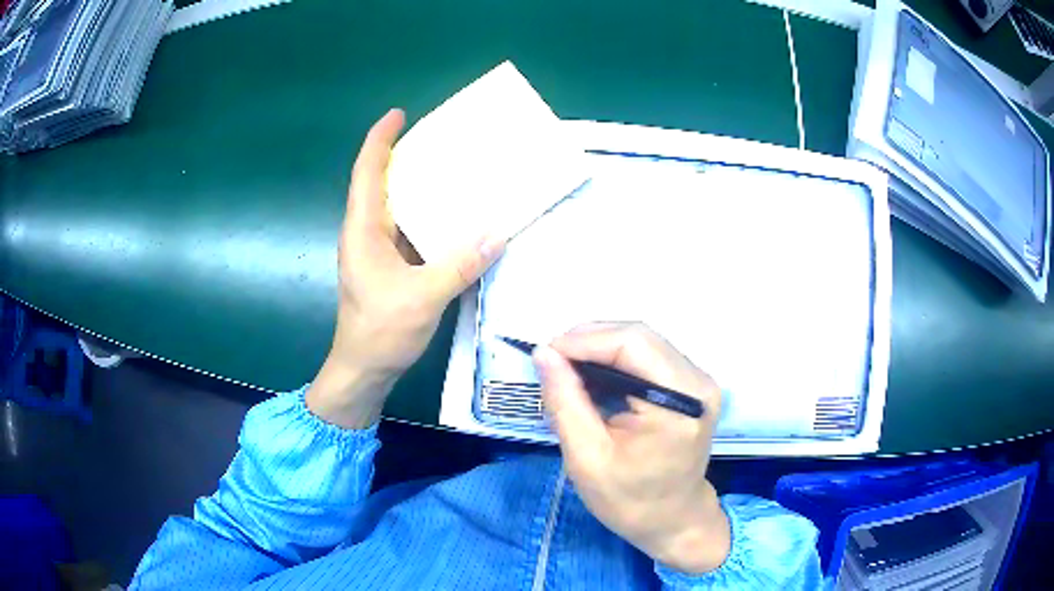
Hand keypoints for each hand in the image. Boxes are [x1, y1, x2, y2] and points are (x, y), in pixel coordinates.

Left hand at [307, 109, 504, 428]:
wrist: (363, 370)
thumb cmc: (381, 331)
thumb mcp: (423, 296)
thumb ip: (460, 264)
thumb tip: (499, 233)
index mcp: (363, 230)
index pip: (367, 173)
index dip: (379, 140)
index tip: (398, 115)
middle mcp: (366, 233)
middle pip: (380, 184)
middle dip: (403, 157)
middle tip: (438, 139)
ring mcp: (376, 252)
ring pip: (395, 208)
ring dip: (416, 188)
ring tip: (451, 171)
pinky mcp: (388, 268)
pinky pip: (408, 232)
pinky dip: (426, 219)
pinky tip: (452, 218)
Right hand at [533, 322, 729, 573]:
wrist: (672, 520)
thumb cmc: (629, 500)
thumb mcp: (587, 458)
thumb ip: (565, 402)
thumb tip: (544, 353)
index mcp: (680, 402)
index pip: (632, 344)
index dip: (584, 340)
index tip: (545, 355)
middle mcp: (697, 382)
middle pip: (639, 336)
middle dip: (589, 341)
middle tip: (552, 361)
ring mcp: (698, 381)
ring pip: (643, 341)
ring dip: (600, 348)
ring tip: (567, 370)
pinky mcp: (691, 385)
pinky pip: (649, 356)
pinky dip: (615, 360)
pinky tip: (592, 377)